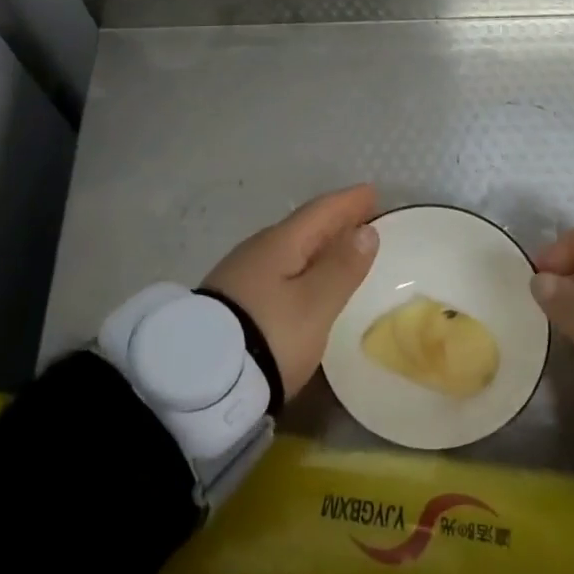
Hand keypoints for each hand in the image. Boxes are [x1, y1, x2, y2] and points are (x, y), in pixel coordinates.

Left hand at [202, 185, 379, 399]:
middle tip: (360, 216)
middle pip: (303, 226)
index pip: (321, 211)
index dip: (348, 202)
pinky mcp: (232, 301)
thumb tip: (365, 231)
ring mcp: (240, 274)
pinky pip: (277, 267)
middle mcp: (258, 249)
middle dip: (333, 220)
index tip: (372, 191)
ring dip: (316, 243)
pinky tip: (303, 277)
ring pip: (288, 247)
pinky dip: (300, 264)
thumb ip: (342, 267)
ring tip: (337, 247)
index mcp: (280, 243)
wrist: (202, 382)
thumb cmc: (271, 334)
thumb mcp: (315, 304)